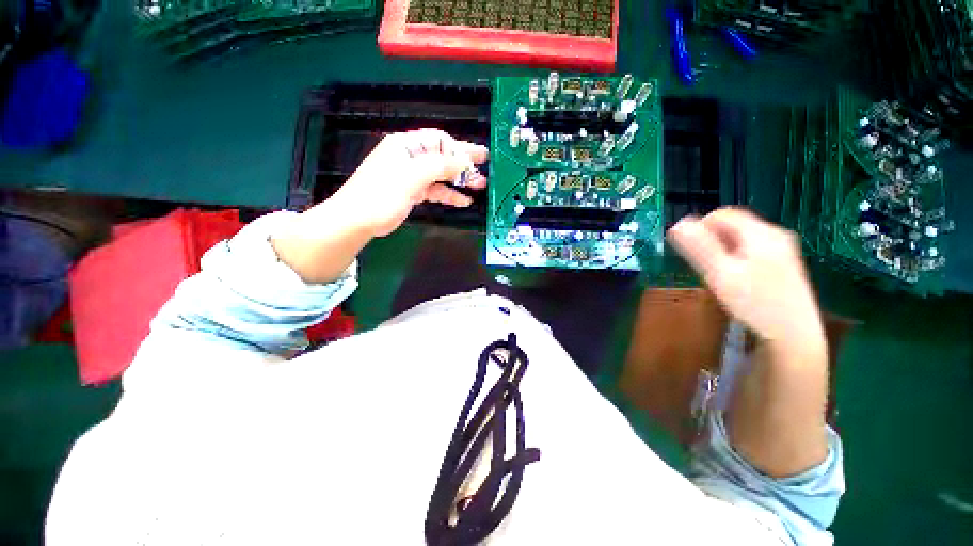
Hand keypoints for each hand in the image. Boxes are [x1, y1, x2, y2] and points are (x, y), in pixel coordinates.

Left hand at [272, 129, 486, 283]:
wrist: (358, 220)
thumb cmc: (381, 194)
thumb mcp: (411, 177)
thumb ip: (439, 166)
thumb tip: (464, 162)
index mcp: (406, 146)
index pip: (438, 140)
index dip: (457, 149)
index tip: (475, 160)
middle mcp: (411, 158)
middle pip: (442, 156)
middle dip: (463, 162)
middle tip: (485, 164)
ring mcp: (412, 176)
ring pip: (441, 174)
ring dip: (460, 180)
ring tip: (480, 185)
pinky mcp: (413, 192)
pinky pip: (435, 190)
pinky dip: (449, 194)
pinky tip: (464, 200)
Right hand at [667, 208, 823, 345]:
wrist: (794, 334)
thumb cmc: (754, 303)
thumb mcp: (721, 274)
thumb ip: (699, 247)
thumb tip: (677, 225)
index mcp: (760, 233)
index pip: (722, 214)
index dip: (699, 226)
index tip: (688, 248)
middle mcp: (775, 234)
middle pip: (733, 224)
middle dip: (712, 239)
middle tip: (702, 263)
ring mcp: (783, 248)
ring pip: (742, 237)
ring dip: (722, 248)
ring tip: (717, 272)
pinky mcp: (784, 262)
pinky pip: (752, 248)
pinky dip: (736, 256)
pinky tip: (735, 277)